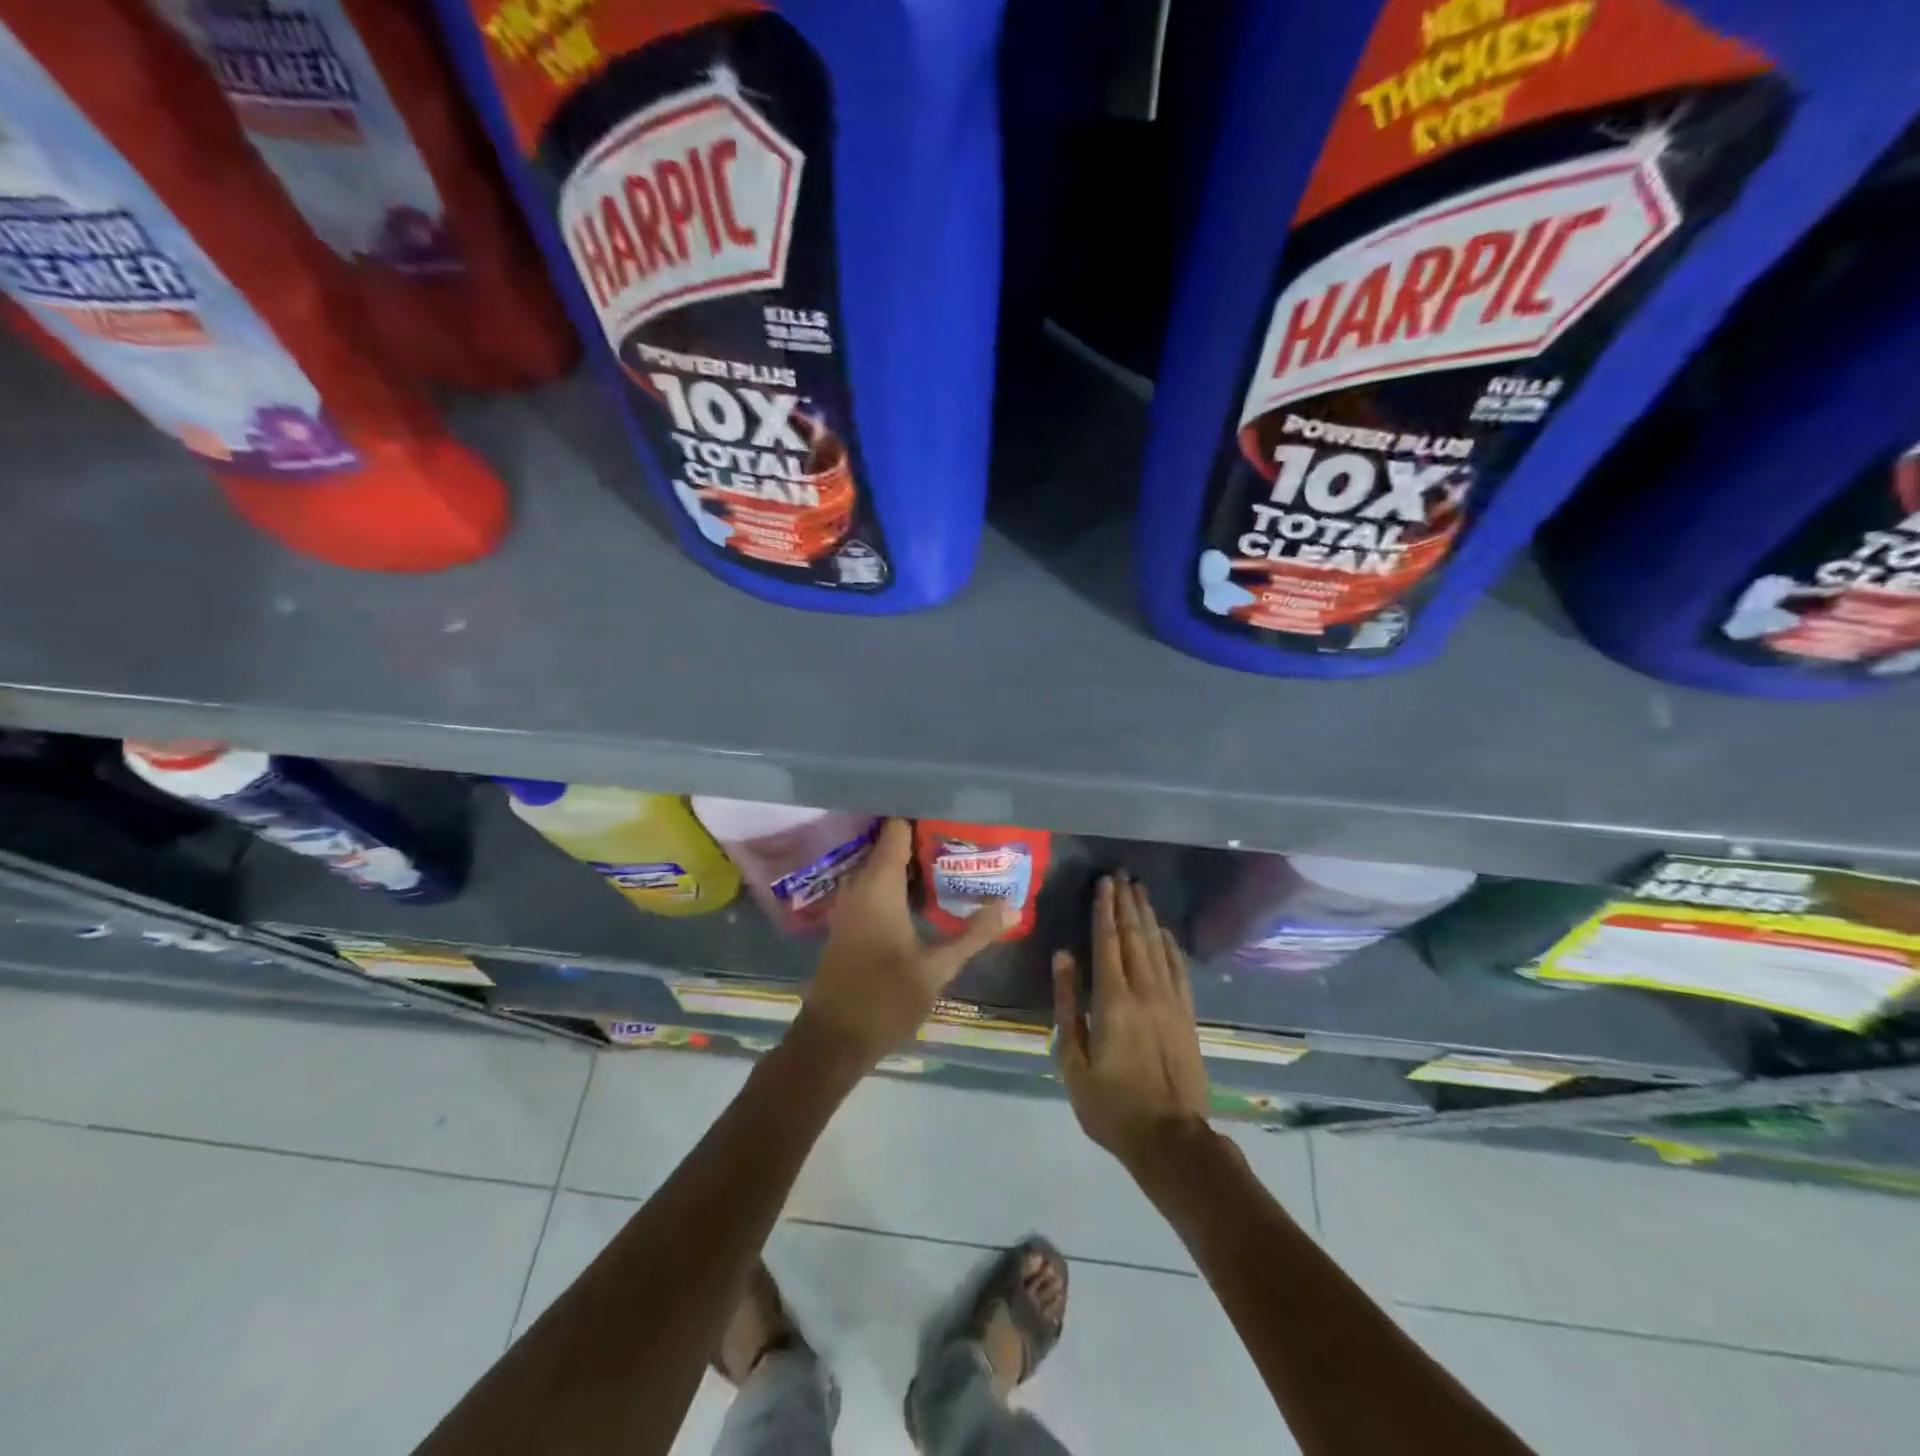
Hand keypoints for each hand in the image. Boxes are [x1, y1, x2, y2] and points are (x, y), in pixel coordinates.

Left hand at [793, 818, 1010, 1071]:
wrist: (833, 1039)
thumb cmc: (884, 999)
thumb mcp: (937, 968)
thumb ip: (974, 934)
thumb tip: (1012, 906)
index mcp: (878, 885)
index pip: (895, 829)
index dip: (921, 816)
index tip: (952, 813)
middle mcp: (859, 885)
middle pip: (889, 845)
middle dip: (923, 839)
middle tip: (963, 837)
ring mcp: (849, 904)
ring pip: (881, 867)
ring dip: (911, 863)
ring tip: (951, 859)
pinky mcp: (848, 922)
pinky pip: (873, 886)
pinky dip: (897, 883)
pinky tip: (924, 894)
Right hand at [1053, 875, 1210, 1169]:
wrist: (1171, 1140)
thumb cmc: (1111, 1105)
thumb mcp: (1074, 1061)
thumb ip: (1068, 1006)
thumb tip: (1063, 958)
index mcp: (1114, 1001)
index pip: (1108, 943)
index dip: (1105, 910)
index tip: (1103, 883)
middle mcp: (1145, 992)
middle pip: (1135, 937)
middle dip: (1126, 904)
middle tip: (1122, 875)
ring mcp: (1171, 1003)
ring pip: (1158, 948)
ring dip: (1148, 917)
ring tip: (1141, 891)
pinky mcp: (1187, 1017)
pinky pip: (1179, 971)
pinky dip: (1171, 947)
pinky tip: (1166, 933)